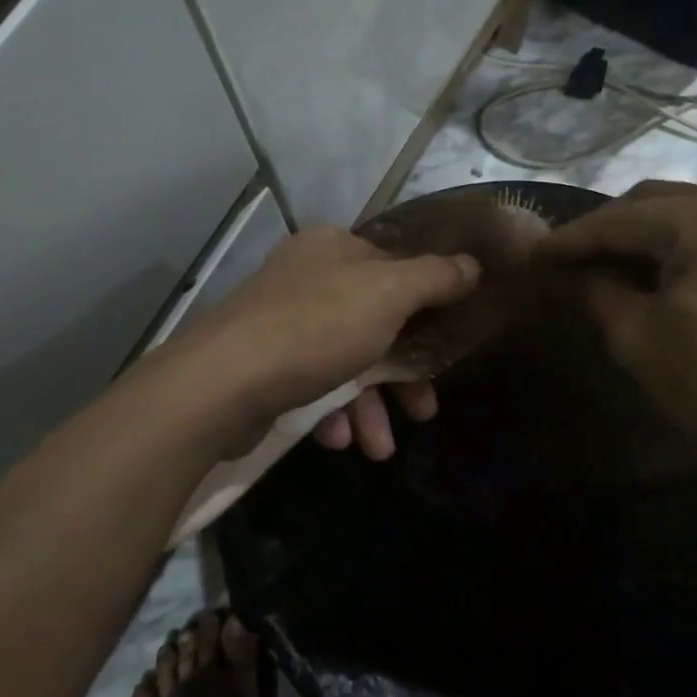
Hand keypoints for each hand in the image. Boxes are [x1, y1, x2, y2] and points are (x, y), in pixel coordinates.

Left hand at [168, 226, 479, 455]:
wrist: (222, 384)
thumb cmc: (316, 328)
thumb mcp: (389, 294)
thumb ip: (436, 277)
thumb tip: (474, 265)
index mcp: (335, 248)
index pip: (396, 268)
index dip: (429, 305)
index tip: (450, 344)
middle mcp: (307, 277)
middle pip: (376, 321)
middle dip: (403, 373)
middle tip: (424, 411)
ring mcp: (282, 321)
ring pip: (347, 360)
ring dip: (369, 406)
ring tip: (379, 448)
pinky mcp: (265, 364)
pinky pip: (314, 384)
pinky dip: (333, 411)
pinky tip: (339, 440)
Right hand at [539, 181, 696, 460]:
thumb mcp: (639, 336)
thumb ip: (592, 290)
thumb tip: (557, 272)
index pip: (620, 218)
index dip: (571, 239)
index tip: (531, 256)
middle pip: (652, 203)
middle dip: (603, 232)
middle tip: (562, 263)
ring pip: (680, 215)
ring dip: (636, 239)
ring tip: (596, 269)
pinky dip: (670, 248)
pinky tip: (643, 274)